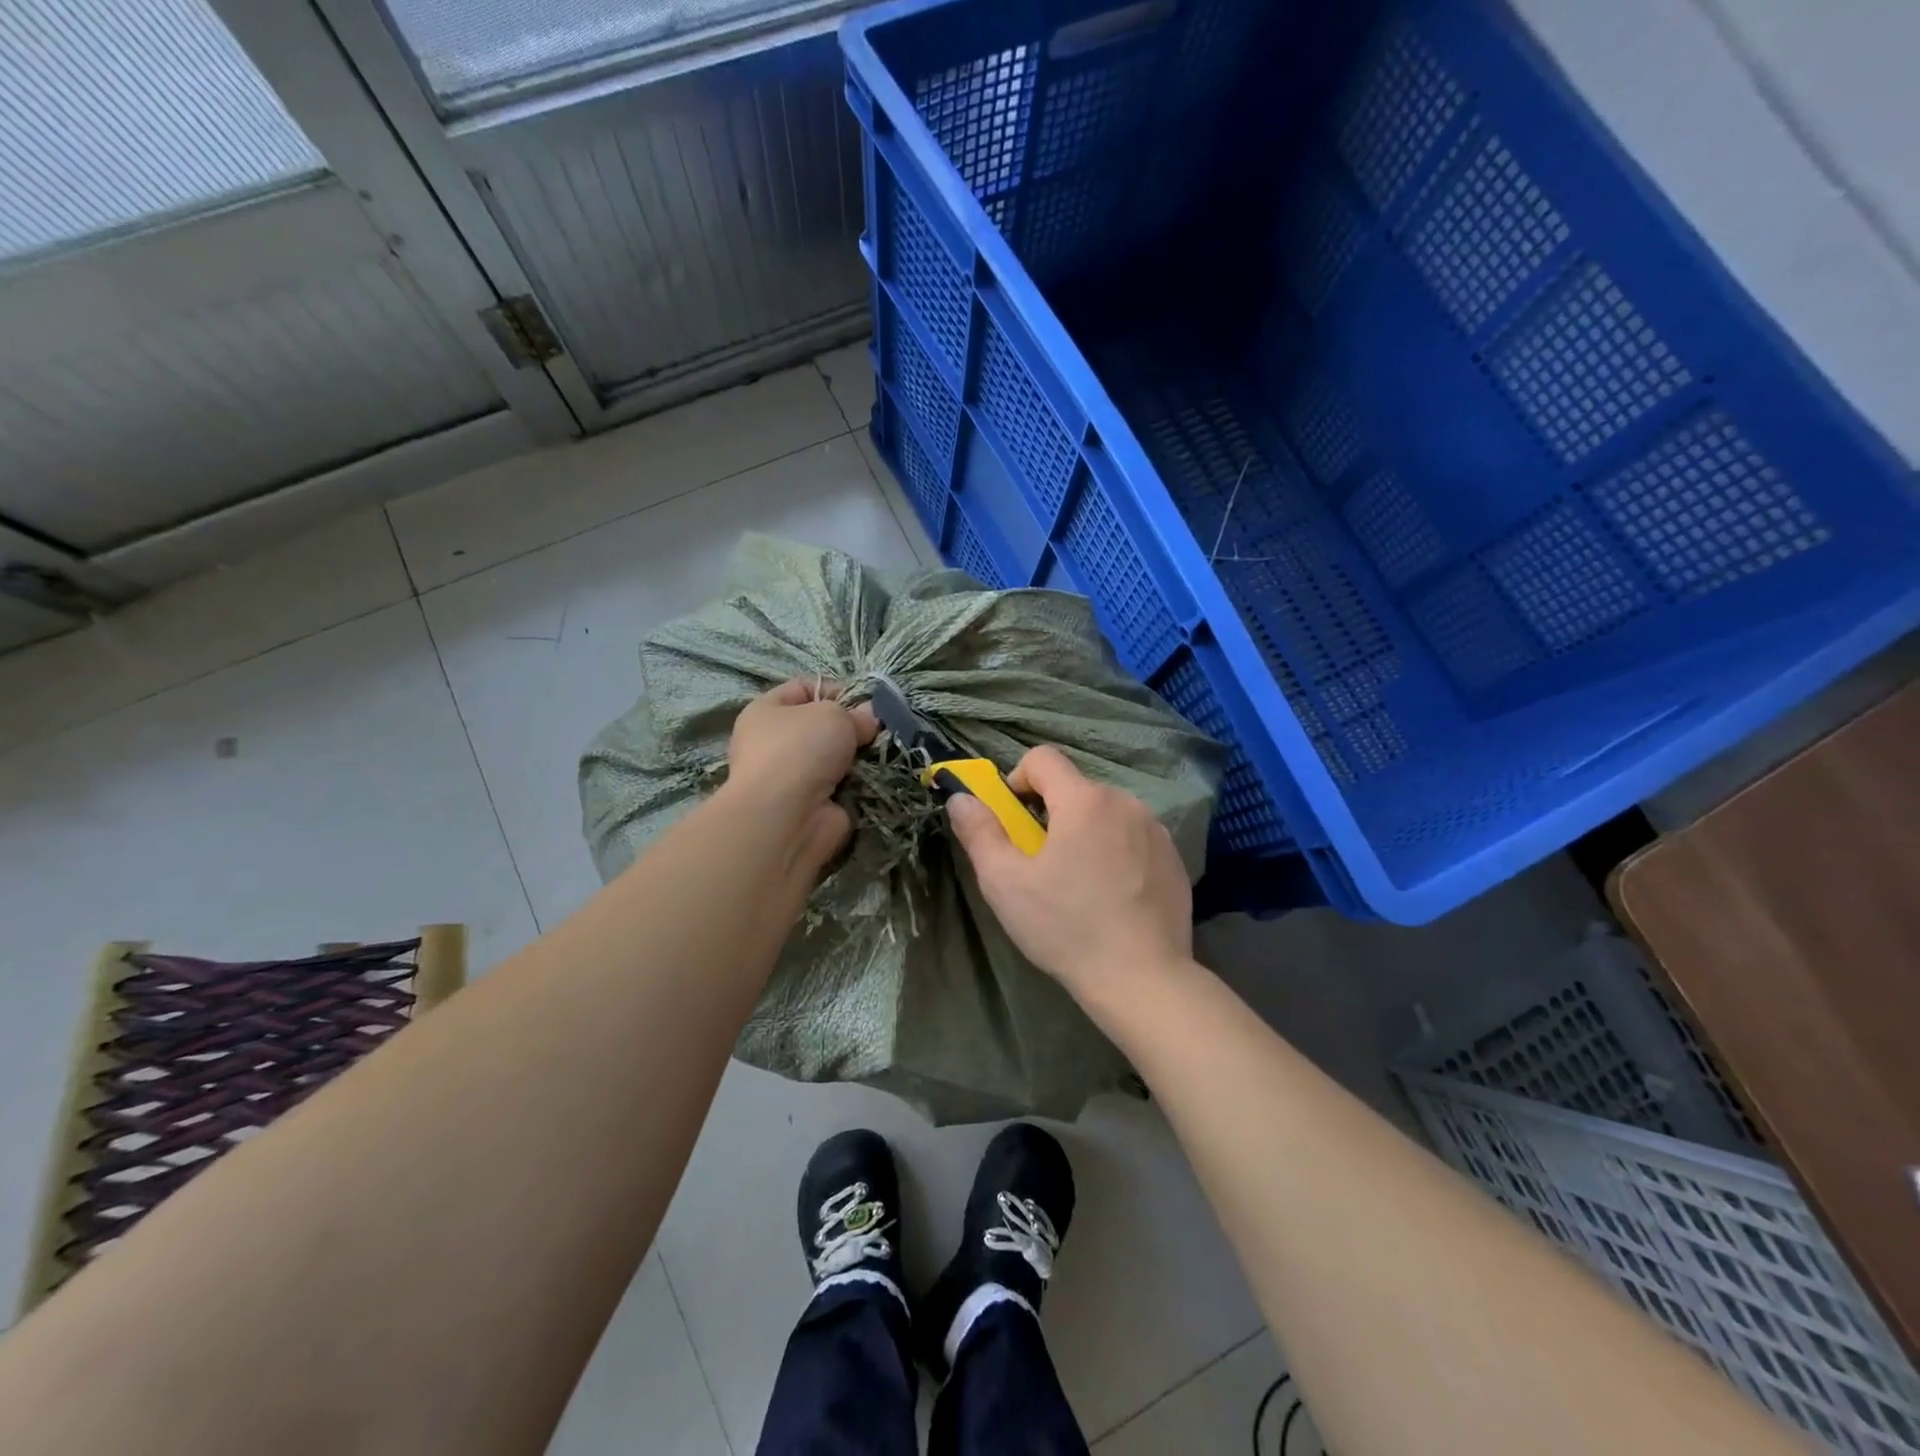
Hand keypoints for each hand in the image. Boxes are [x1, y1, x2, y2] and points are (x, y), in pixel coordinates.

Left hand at [724, 679, 878, 869]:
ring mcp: (794, 778)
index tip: (866, 701)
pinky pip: (845, 786)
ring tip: (882, 752)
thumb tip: (869, 718)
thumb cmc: (800, 749)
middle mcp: (775, 743)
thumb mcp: (833, 714)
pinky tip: (878, 777)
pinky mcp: (814, 806)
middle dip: (853, 727)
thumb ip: (856, 713)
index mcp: (767, 712)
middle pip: (823, 726)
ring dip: (859, 757)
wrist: (787, 817)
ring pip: (837, 758)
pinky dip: (861, 783)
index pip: (804, 688)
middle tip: (878, 730)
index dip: (836, 689)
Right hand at [946, 745, 1191, 993]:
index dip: (1019, 780)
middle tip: (1042, 863)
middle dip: (1051, 813)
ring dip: (1085, 831)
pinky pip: (1133, 837)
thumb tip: (961, 798)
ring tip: (1078, 883)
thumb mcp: (1005, 883)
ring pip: (1105, 813)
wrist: (1143, 979)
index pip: (1043, 758)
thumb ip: (979, 832)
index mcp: (1084, 800)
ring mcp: (1155, 829)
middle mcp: (1125, 802)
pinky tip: (1112, 896)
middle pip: (1075, 788)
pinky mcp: (1173, 857)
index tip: (1014, 821)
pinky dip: (1116, 851)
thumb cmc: (1066, 927)